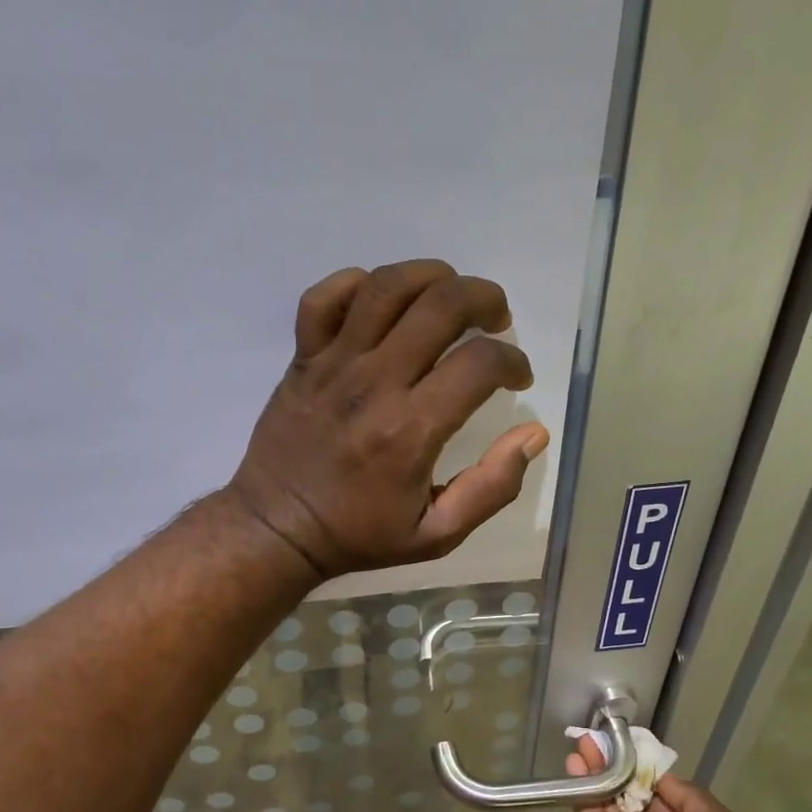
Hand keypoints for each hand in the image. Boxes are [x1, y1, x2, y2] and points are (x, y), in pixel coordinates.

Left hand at [226, 260, 549, 579]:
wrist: (278, 529)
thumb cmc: (359, 534)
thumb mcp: (437, 534)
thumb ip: (491, 488)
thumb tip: (533, 434)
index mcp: (412, 430)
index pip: (479, 364)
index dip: (513, 361)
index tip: (517, 378)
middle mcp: (375, 384)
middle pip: (441, 305)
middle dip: (484, 299)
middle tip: (496, 319)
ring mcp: (334, 365)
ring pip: (386, 286)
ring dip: (431, 277)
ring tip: (449, 295)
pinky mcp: (303, 359)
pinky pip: (324, 297)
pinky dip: (356, 284)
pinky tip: (381, 301)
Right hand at [567, 736, 752, 811]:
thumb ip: (690, 795)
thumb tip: (659, 776)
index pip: (661, 785)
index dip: (644, 763)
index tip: (627, 740)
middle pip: (630, 788)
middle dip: (616, 763)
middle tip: (598, 737)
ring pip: (607, 797)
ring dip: (596, 770)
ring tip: (583, 743)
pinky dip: (581, 790)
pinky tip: (574, 765)